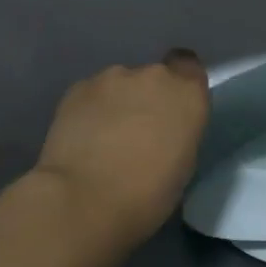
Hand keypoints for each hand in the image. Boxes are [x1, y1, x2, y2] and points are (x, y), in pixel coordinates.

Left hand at [34, 51, 209, 253]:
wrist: (85, 199)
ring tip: (105, 138)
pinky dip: (91, 111)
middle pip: (153, 77)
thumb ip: (178, 133)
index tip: (173, 109)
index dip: (180, 84)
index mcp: (187, 94)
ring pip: (120, 85)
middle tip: (138, 132)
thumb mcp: (184, 165)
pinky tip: (83, 139)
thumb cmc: (148, 194)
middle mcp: (153, 76)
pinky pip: (92, 94)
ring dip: (117, 104)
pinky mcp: (76, 89)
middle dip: (147, 98)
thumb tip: (163, 130)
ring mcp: (111, 78)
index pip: (189, 67)